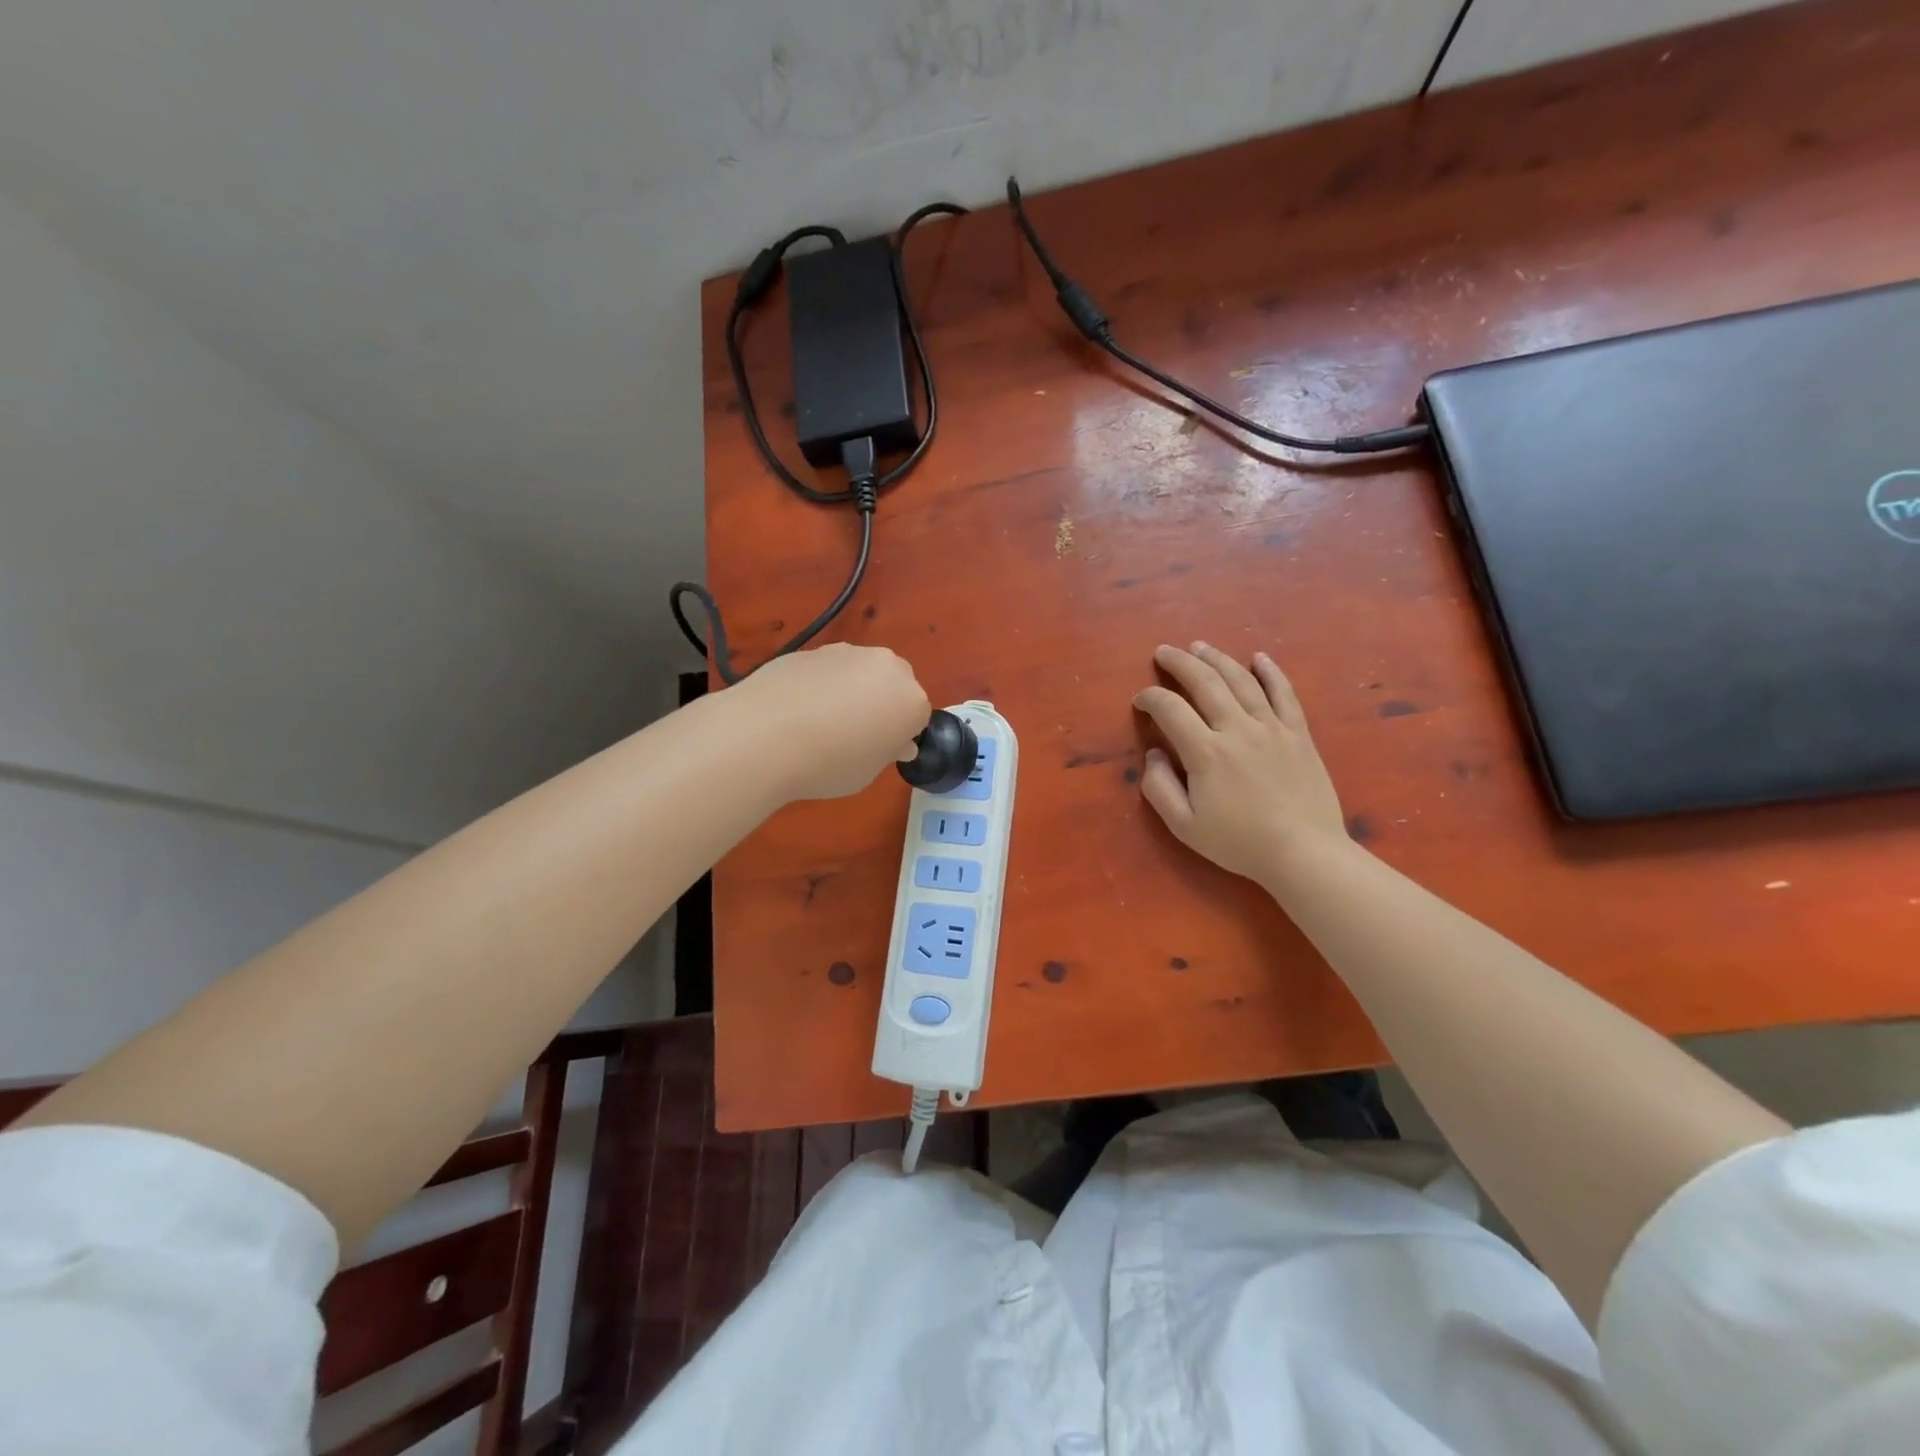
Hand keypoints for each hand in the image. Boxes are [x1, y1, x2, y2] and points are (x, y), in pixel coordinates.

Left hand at [730, 644, 930, 800]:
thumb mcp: (867, 773)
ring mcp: (847, 652)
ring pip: (861, 672)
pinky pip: (829, 670)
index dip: (899, 735)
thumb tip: (894, 741)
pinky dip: (822, 684)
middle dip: (882, 703)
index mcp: (911, 699)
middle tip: (854, 734)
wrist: (764, 736)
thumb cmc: (828, 765)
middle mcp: (886, 667)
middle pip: (894, 684)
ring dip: (852, 690)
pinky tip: (797, 708)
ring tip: (821, 721)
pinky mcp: (812, 649)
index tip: (879, 752)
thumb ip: (886, 751)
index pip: (917, 716)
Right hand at [1133, 643, 1351, 890]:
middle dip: (1180, 663)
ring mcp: (1272, 728)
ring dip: (1217, 659)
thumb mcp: (1184, 826)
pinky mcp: (1298, 734)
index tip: (1141, 700)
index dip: (1150, 698)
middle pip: (1205, 682)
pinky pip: (1284, 694)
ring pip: (1241, 680)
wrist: (1304, 853)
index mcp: (1205, 752)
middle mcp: (1237, 729)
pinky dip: (1270, 672)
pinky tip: (1258, 657)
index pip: (1170, 709)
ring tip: (1200, 646)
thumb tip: (1153, 753)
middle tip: (1164, 651)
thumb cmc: (1239, 843)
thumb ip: (1159, 787)